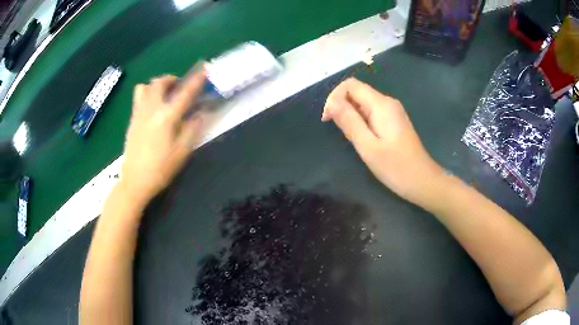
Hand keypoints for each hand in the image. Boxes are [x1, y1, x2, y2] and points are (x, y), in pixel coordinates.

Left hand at [120, 71, 208, 206]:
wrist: (135, 181)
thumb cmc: (161, 169)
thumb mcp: (182, 151)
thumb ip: (193, 128)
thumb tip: (201, 112)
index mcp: (166, 117)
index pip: (185, 93)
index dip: (196, 80)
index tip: (204, 69)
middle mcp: (151, 109)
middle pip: (160, 82)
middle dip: (172, 79)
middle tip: (180, 86)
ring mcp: (138, 113)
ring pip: (145, 86)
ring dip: (157, 85)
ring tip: (164, 94)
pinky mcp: (132, 120)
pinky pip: (138, 97)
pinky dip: (148, 94)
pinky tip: (153, 108)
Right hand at [322, 78, 443, 204]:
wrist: (423, 181)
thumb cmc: (396, 167)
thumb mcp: (368, 146)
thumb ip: (349, 122)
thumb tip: (331, 102)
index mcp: (381, 104)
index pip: (351, 85)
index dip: (334, 97)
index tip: (328, 119)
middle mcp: (388, 102)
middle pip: (357, 91)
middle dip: (341, 106)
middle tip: (337, 131)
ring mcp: (392, 112)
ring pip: (363, 103)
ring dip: (350, 114)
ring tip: (349, 137)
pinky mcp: (394, 122)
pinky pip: (371, 113)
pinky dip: (360, 120)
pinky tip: (361, 138)